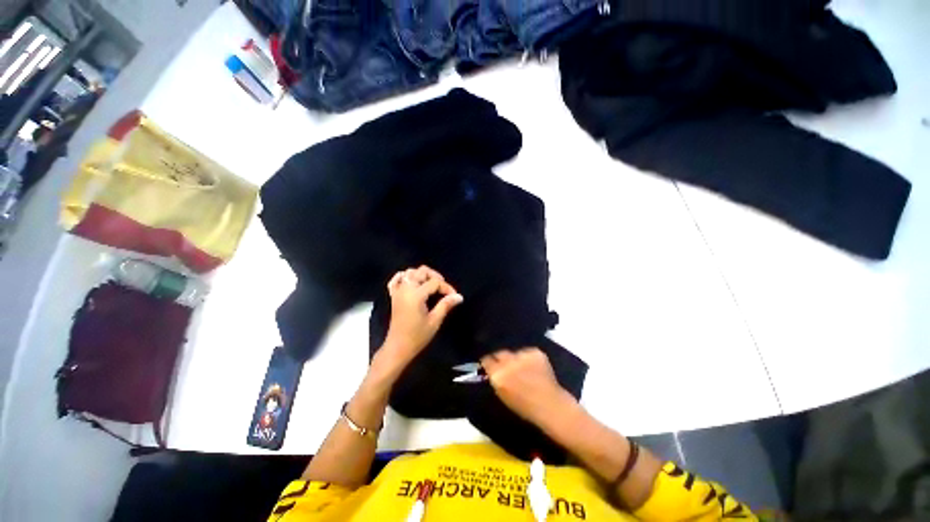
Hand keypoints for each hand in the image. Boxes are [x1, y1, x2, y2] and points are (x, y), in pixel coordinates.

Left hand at [379, 266, 462, 370]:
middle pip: (421, 271)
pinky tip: (413, 283)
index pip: (435, 282)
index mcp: (416, 295)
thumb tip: (459, 296)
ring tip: (431, 285)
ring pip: (410, 272)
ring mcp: (398, 291)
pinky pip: (397, 279)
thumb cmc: (417, 336)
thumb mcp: (434, 321)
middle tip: (443, 288)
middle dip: (435, 276)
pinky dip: (405, 277)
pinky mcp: (394, 296)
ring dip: (422, 275)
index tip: (454, 296)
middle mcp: (406, 289)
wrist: (398, 347)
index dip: (447, 287)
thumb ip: (446, 305)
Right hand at [481, 348, 576, 426]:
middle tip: (507, 364)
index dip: (489, 362)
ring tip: (524, 368)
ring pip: (515, 352)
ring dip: (517, 358)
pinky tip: (535, 367)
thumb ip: (496, 380)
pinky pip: (527, 352)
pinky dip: (529, 358)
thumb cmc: (525, 407)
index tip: (491, 363)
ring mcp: (522, 355)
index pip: (487, 360)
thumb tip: (492, 370)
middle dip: (502, 358)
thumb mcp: (504, 395)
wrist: (551, 405)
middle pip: (500, 353)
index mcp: (498, 375)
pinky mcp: (535, 352)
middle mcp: (508, 362)